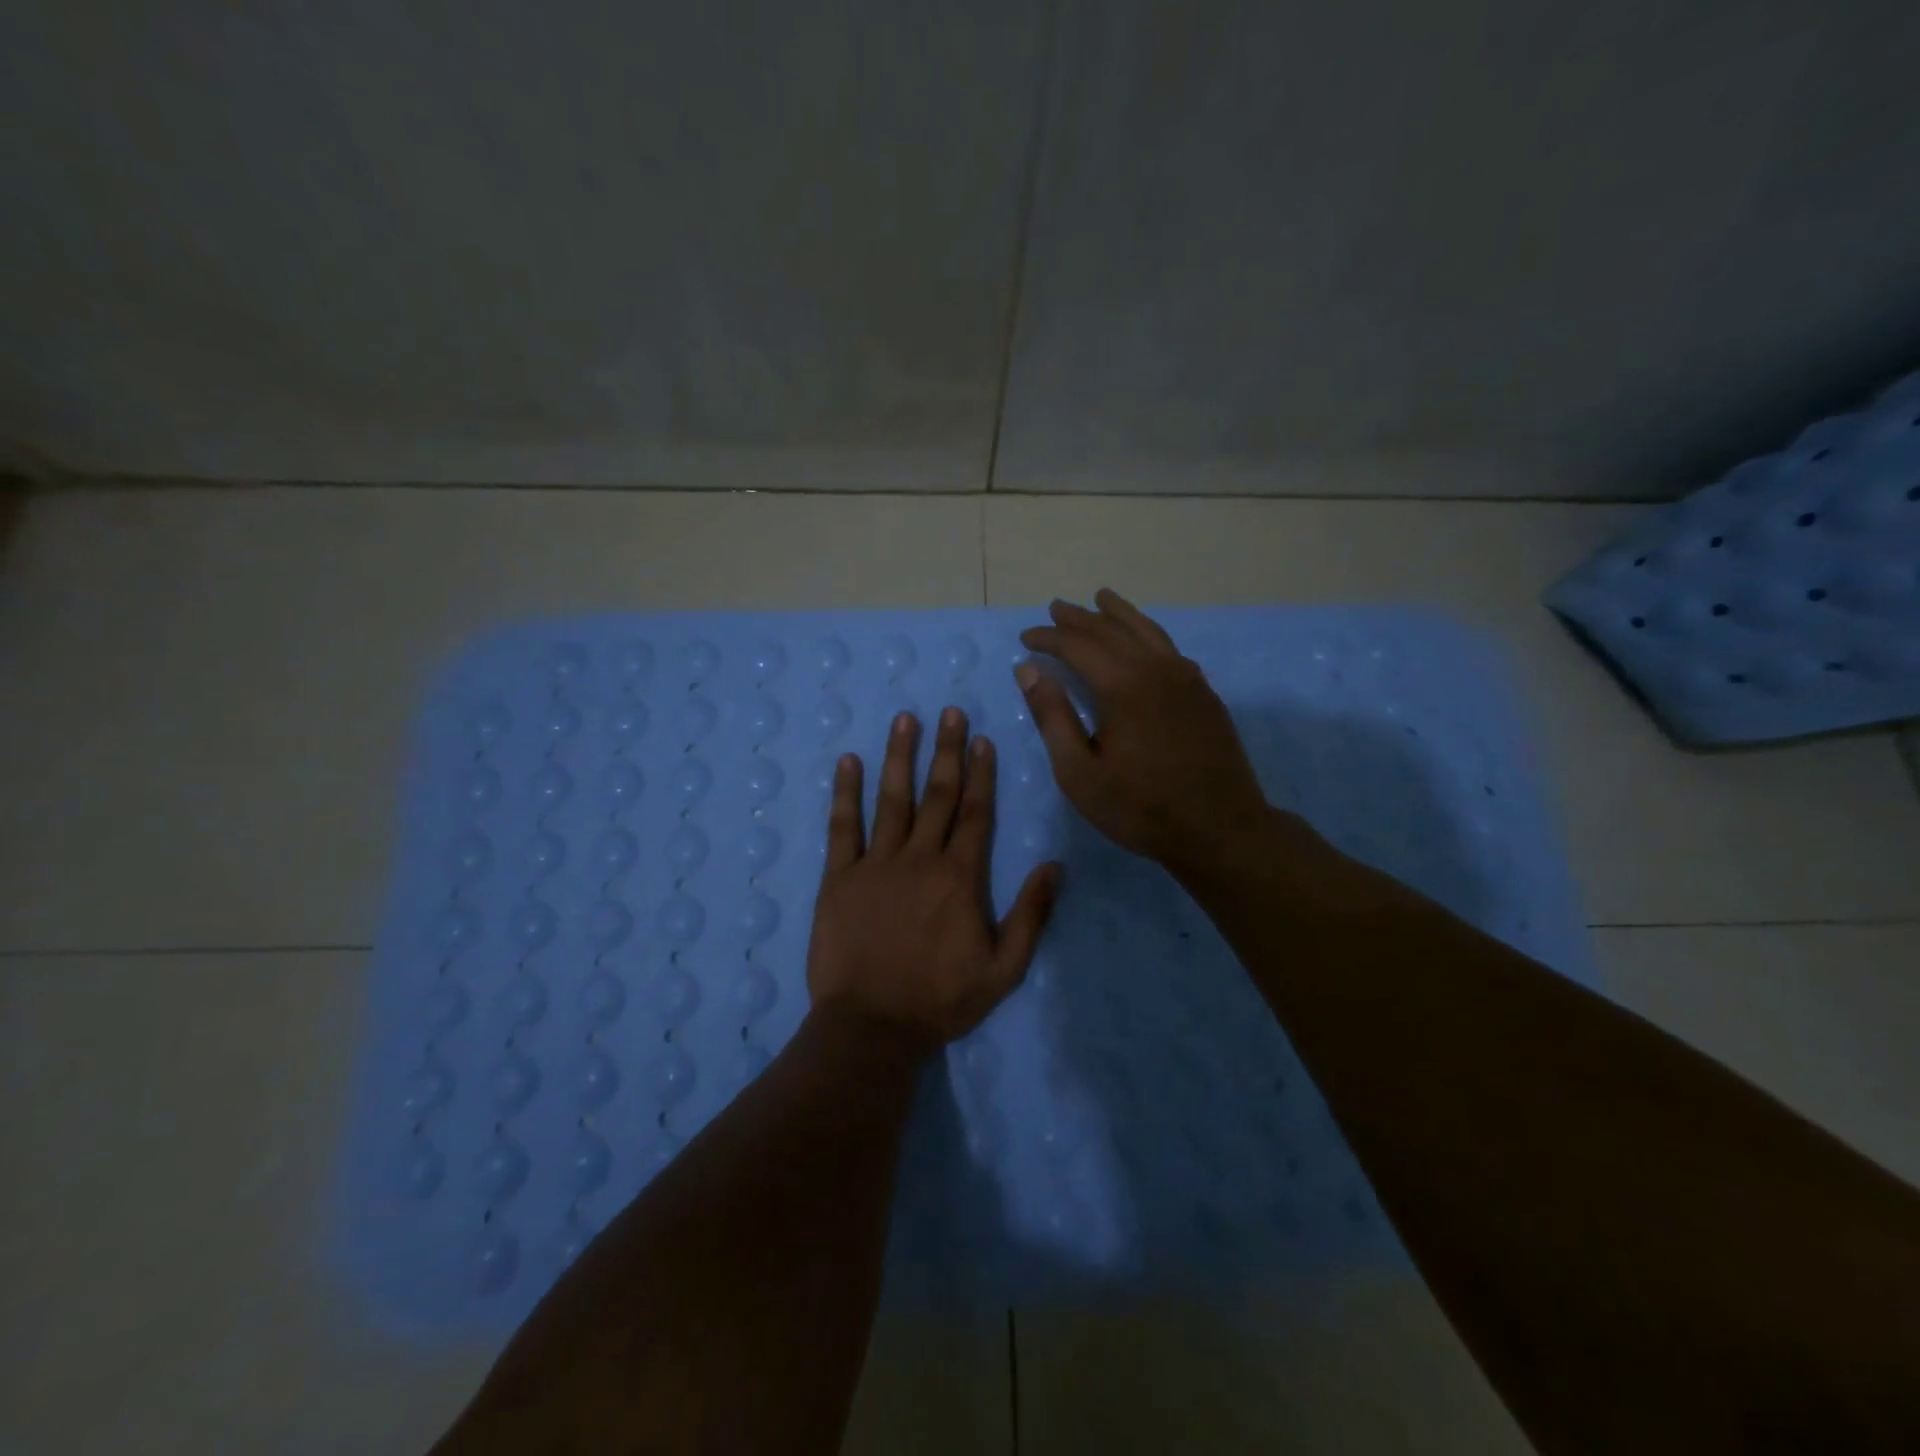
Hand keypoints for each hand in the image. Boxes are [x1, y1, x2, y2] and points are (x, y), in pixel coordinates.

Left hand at [805, 707, 1059, 1053]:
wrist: (871, 1027)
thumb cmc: (940, 1001)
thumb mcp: (1004, 969)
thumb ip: (1031, 915)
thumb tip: (1055, 865)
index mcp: (959, 877)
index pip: (975, 813)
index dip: (980, 773)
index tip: (981, 738)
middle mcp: (919, 859)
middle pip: (936, 795)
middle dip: (946, 750)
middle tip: (950, 711)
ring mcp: (875, 864)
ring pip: (891, 799)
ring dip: (899, 756)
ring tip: (905, 719)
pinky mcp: (837, 878)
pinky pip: (842, 827)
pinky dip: (844, 792)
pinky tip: (848, 761)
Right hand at [1016, 589, 1272, 876]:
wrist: (1221, 830)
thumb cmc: (1140, 808)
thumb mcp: (1080, 772)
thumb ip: (1053, 717)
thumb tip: (1029, 670)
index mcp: (1122, 686)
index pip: (1078, 646)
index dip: (1049, 638)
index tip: (1026, 638)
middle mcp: (1156, 670)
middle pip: (1112, 630)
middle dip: (1079, 618)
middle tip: (1056, 608)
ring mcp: (1187, 679)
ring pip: (1148, 631)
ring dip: (1119, 614)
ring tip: (1101, 599)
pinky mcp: (1205, 694)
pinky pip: (1170, 649)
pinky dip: (1149, 635)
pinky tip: (1144, 641)